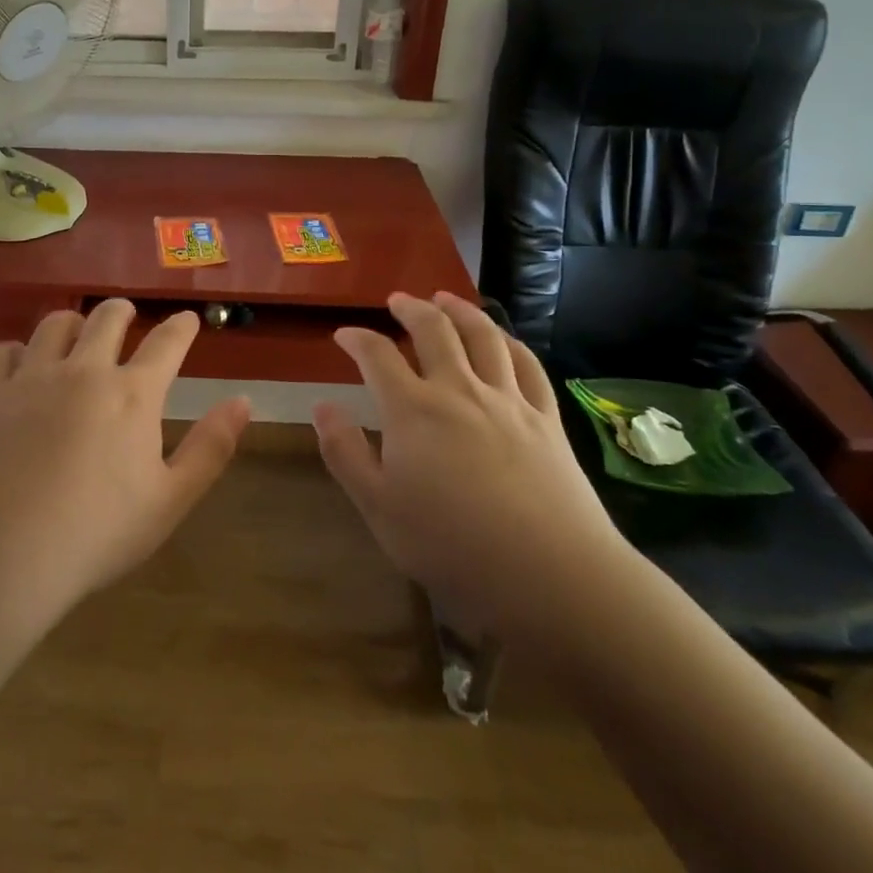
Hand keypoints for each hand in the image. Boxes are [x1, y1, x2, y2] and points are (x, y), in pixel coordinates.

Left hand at [0, 299, 250, 625]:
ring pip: (54, 324)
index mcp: (132, 394)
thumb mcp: (170, 500)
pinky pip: (3, 351)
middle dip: (123, 311)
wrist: (3, 556)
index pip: (166, 343)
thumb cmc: (97, 534)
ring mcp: (32, 378)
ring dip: (73, 323)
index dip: (181, 327)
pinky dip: (17, 351)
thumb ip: (211, 447)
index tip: (188, 319)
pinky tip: (20, 366)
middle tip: (127, 316)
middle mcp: (83, 371)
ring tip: (76, 333)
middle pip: (107, 318)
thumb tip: (243, 401)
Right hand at [313, 292, 628, 645]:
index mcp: (412, 409)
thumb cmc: (451, 545)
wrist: (550, 575)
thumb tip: (323, 406)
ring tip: (445, 298)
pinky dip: (508, 342)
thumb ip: (345, 452)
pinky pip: (526, 365)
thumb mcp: (378, 507)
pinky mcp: (546, 418)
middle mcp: (458, 389)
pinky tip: (501, 339)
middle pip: (433, 330)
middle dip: (411, 308)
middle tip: (397, 300)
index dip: (357, 338)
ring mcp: (507, 400)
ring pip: (482, 336)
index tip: (344, 334)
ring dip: (459, 310)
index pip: (377, 355)